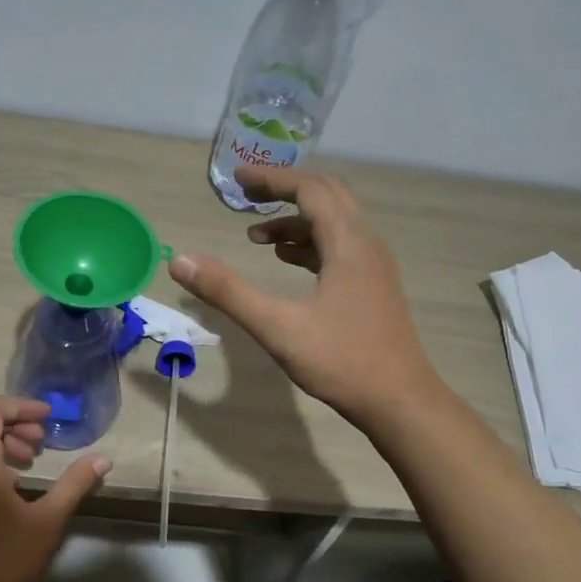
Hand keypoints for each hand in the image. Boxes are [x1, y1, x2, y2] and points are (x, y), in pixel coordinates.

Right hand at [170, 166, 436, 427]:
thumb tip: (180, 261)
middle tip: (247, 197)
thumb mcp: (277, 327)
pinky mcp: (374, 286)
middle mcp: (367, 244)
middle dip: (285, 191)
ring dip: (297, 221)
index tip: (238, 180)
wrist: (400, 401)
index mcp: (348, 244)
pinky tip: (288, 262)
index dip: (272, 179)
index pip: (310, 190)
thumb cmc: (341, 362)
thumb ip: (228, 292)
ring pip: (336, 223)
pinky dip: (311, 243)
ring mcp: (375, 266)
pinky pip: (341, 246)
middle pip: (328, 196)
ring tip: (257, 237)